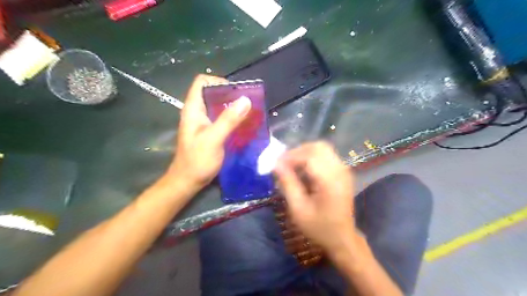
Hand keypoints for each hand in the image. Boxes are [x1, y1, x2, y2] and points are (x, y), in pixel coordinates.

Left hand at [166, 74, 252, 191]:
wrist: (188, 181)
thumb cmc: (197, 160)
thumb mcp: (213, 139)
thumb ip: (228, 119)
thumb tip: (246, 99)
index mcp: (193, 108)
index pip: (202, 82)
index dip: (219, 82)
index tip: (236, 92)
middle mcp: (198, 112)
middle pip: (213, 93)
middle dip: (230, 94)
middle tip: (247, 103)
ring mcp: (203, 122)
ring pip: (219, 106)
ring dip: (233, 107)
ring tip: (249, 112)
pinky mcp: (210, 131)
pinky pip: (222, 118)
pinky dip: (233, 118)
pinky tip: (243, 124)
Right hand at [276, 143, 357, 252]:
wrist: (342, 238)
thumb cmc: (319, 227)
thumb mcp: (298, 209)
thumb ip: (288, 184)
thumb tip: (275, 164)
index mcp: (330, 180)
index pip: (309, 156)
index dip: (290, 156)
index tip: (275, 164)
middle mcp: (340, 170)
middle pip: (317, 147)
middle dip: (297, 151)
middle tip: (283, 164)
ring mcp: (343, 169)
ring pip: (322, 149)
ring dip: (304, 153)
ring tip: (291, 166)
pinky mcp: (342, 172)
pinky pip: (325, 155)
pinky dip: (311, 157)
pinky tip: (302, 170)